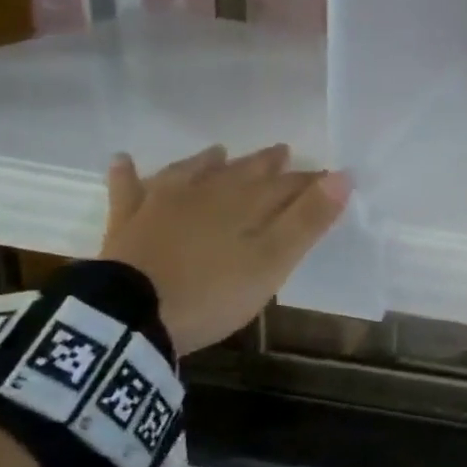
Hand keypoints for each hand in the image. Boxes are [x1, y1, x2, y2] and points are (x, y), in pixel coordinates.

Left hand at [99, 144, 349, 355]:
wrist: (131, 315)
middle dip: (265, 164)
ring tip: (218, 151)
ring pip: (189, 173)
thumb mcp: (272, 262)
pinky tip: (123, 160)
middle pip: (241, 173)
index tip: (329, 176)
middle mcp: (205, 194)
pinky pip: (127, 190)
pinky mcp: (127, 223)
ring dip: (207, 161)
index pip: (286, 186)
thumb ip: (308, 220)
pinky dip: (128, 174)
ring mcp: (161, 205)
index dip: (310, 182)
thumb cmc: (213, 292)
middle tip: (282, 151)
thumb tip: (343, 175)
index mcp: (244, 205)